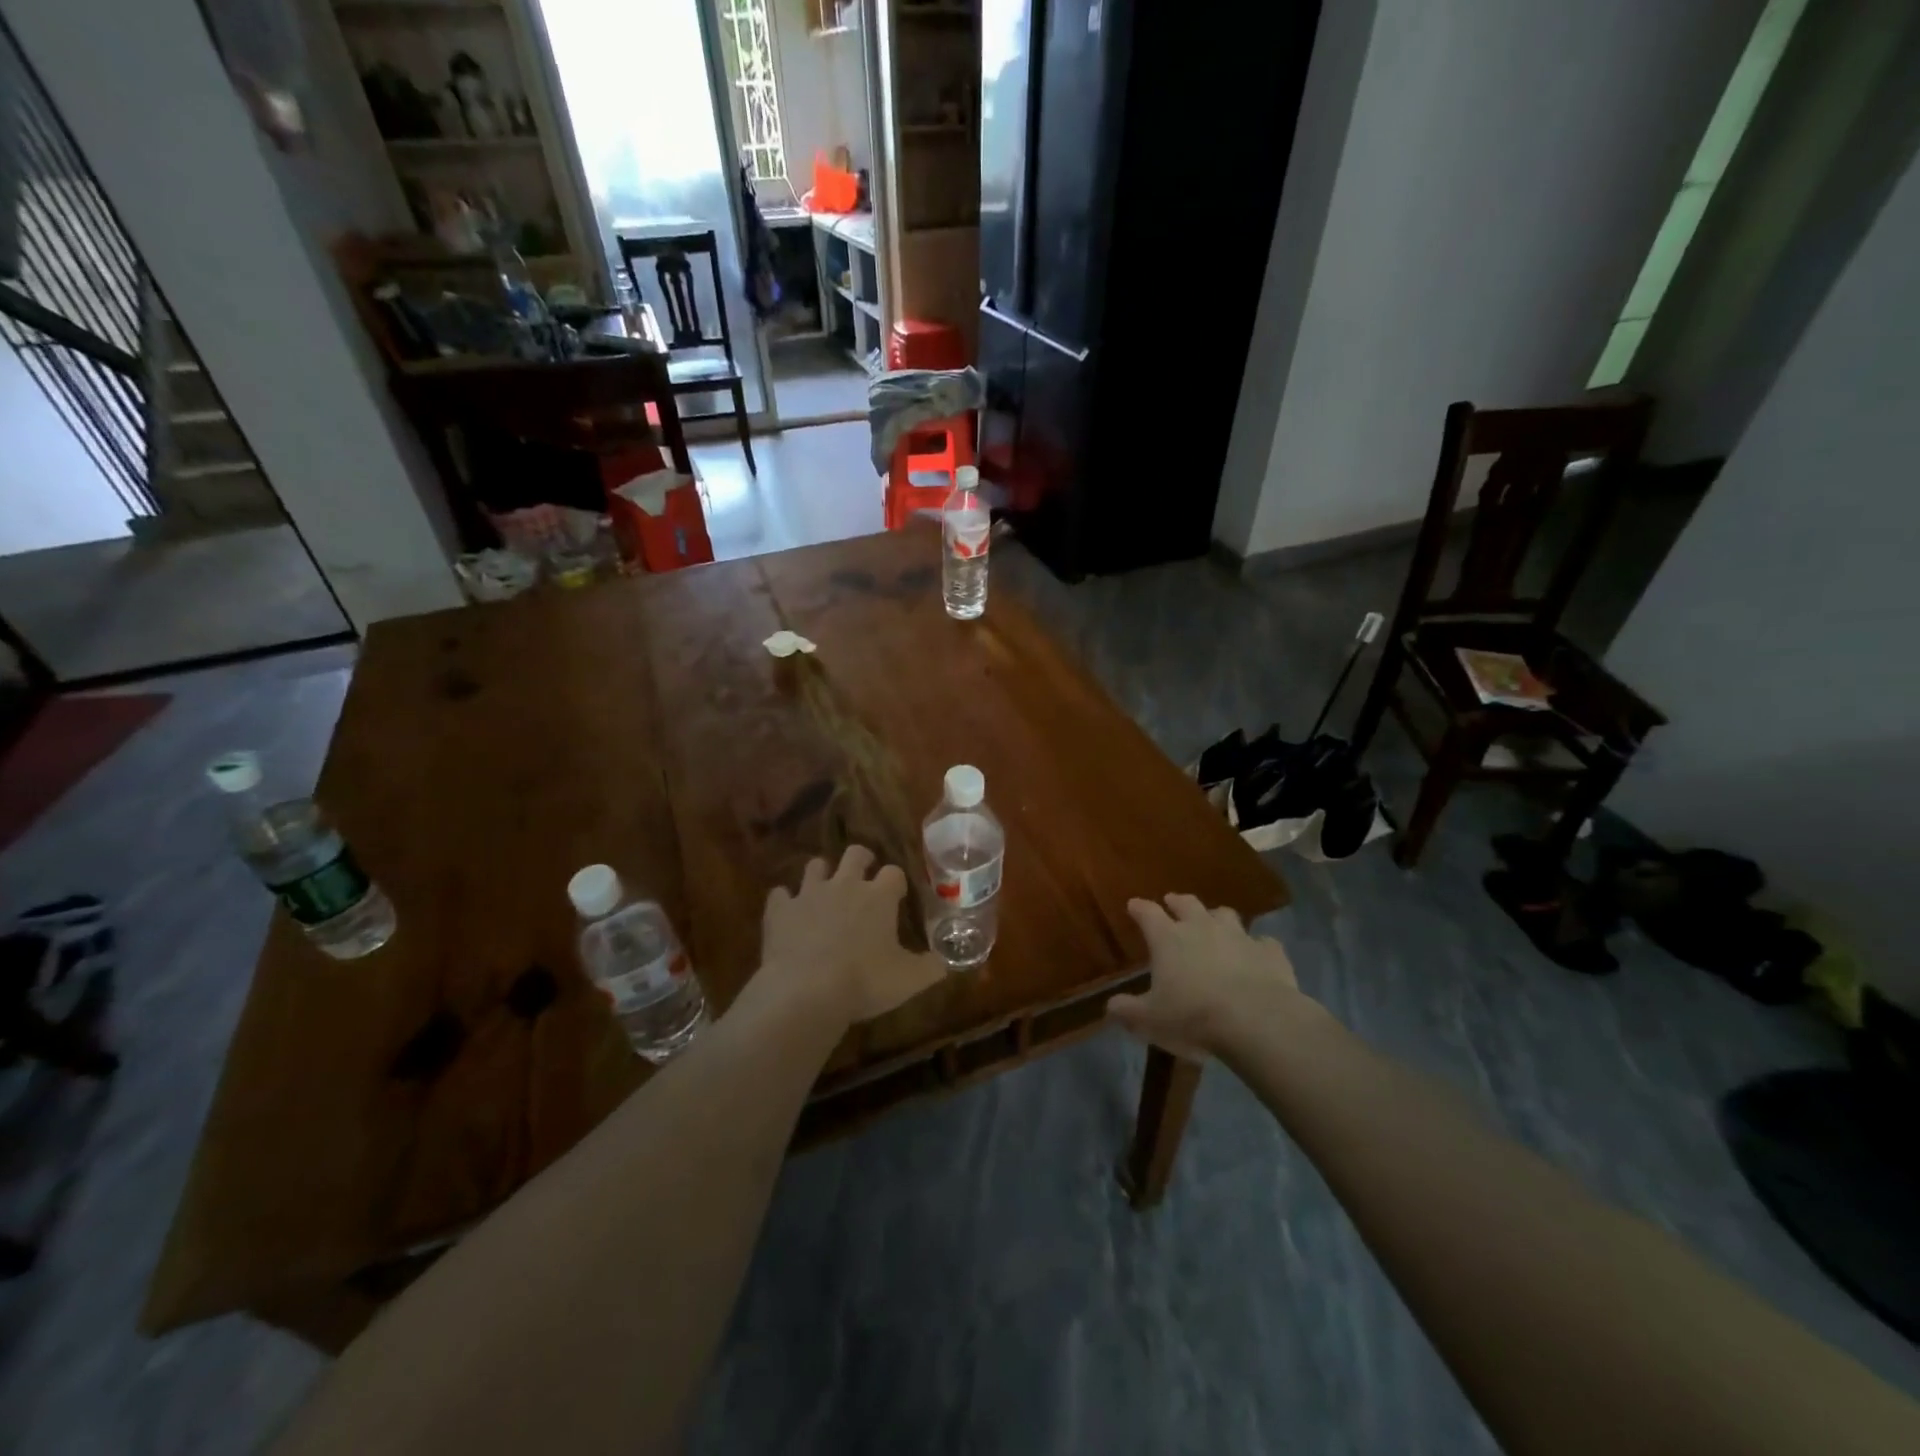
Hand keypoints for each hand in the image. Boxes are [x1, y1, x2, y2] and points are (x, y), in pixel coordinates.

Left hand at [759, 845, 943, 1025]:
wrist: (805, 992)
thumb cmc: (864, 982)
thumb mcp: (909, 980)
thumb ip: (930, 968)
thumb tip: (945, 962)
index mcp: (879, 896)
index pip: (894, 873)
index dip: (896, 882)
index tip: (897, 896)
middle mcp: (845, 885)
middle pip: (855, 853)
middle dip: (861, 860)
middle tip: (863, 876)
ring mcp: (809, 893)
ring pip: (815, 866)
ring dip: (822, 875)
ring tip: (825, 892)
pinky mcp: (780, 910)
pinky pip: (780, 894)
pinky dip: (785, 901)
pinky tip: (788, 914)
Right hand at [1106, 894, 1304, 1059]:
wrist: (1256, 1020)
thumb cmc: (1194, 1016)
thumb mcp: (1150, 1020)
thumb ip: (1128, 1011)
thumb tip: (1110, 1006)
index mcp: (1168, 938)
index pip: (1147, 913)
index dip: (1139, 908)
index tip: (1134, 905)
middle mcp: (1202, 927)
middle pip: (1187, 903)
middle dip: (1177, 902)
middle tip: (1172, 902)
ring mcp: (1239, 936)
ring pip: (1225, 915)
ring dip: (1217, 918)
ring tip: (1215, 924)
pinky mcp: (1270, 952)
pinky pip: (1263, 942)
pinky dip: (1257, 947)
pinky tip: (1256, 955)